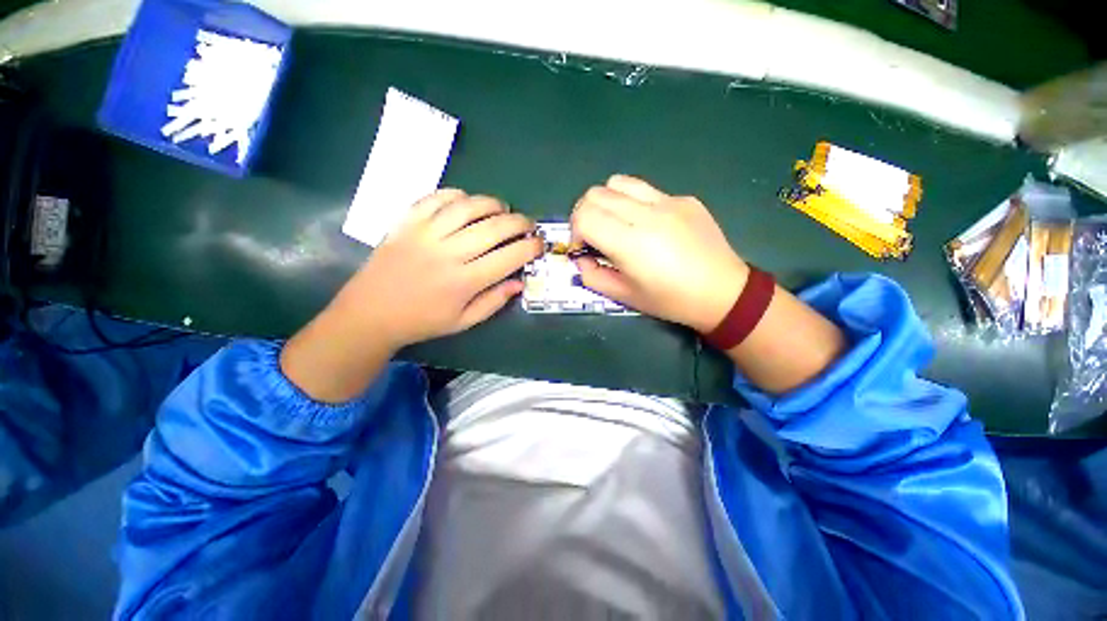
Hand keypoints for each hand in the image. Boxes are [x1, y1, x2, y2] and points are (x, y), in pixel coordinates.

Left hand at [334, 189, 543, 348]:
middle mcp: (449, 253)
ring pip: (468, 206)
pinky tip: (467, 202)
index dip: (530, 248)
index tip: (539, 245)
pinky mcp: (407, 222)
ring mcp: (426, 233)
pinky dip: (457, 194)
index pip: (509, 257)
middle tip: (527, 225)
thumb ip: (494, 301)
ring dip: (492, 203)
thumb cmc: (422, 321)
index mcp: (465, 282)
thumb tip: (519, 283)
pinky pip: (436, 198)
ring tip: (502, 209)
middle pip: (494, 227)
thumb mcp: (463, 321)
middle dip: (519, 222)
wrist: (371, 312)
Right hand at [570, 175, 748, 331]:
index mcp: (631, 243)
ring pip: (618, 182)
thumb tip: (581, 258)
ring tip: (615, 223)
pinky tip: (647, 225)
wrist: (722, 292)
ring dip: (606, 201)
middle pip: (595, 194)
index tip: (583, 247)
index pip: (584, 216)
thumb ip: (593, 276)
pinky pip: (646, 190)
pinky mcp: (684, 198)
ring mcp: (668, 201)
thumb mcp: (624, 296)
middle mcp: (647, 214)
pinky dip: (633, 203)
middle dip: (584, 214)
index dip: (575, 231)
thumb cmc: (670, 300)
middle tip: (594, 235)